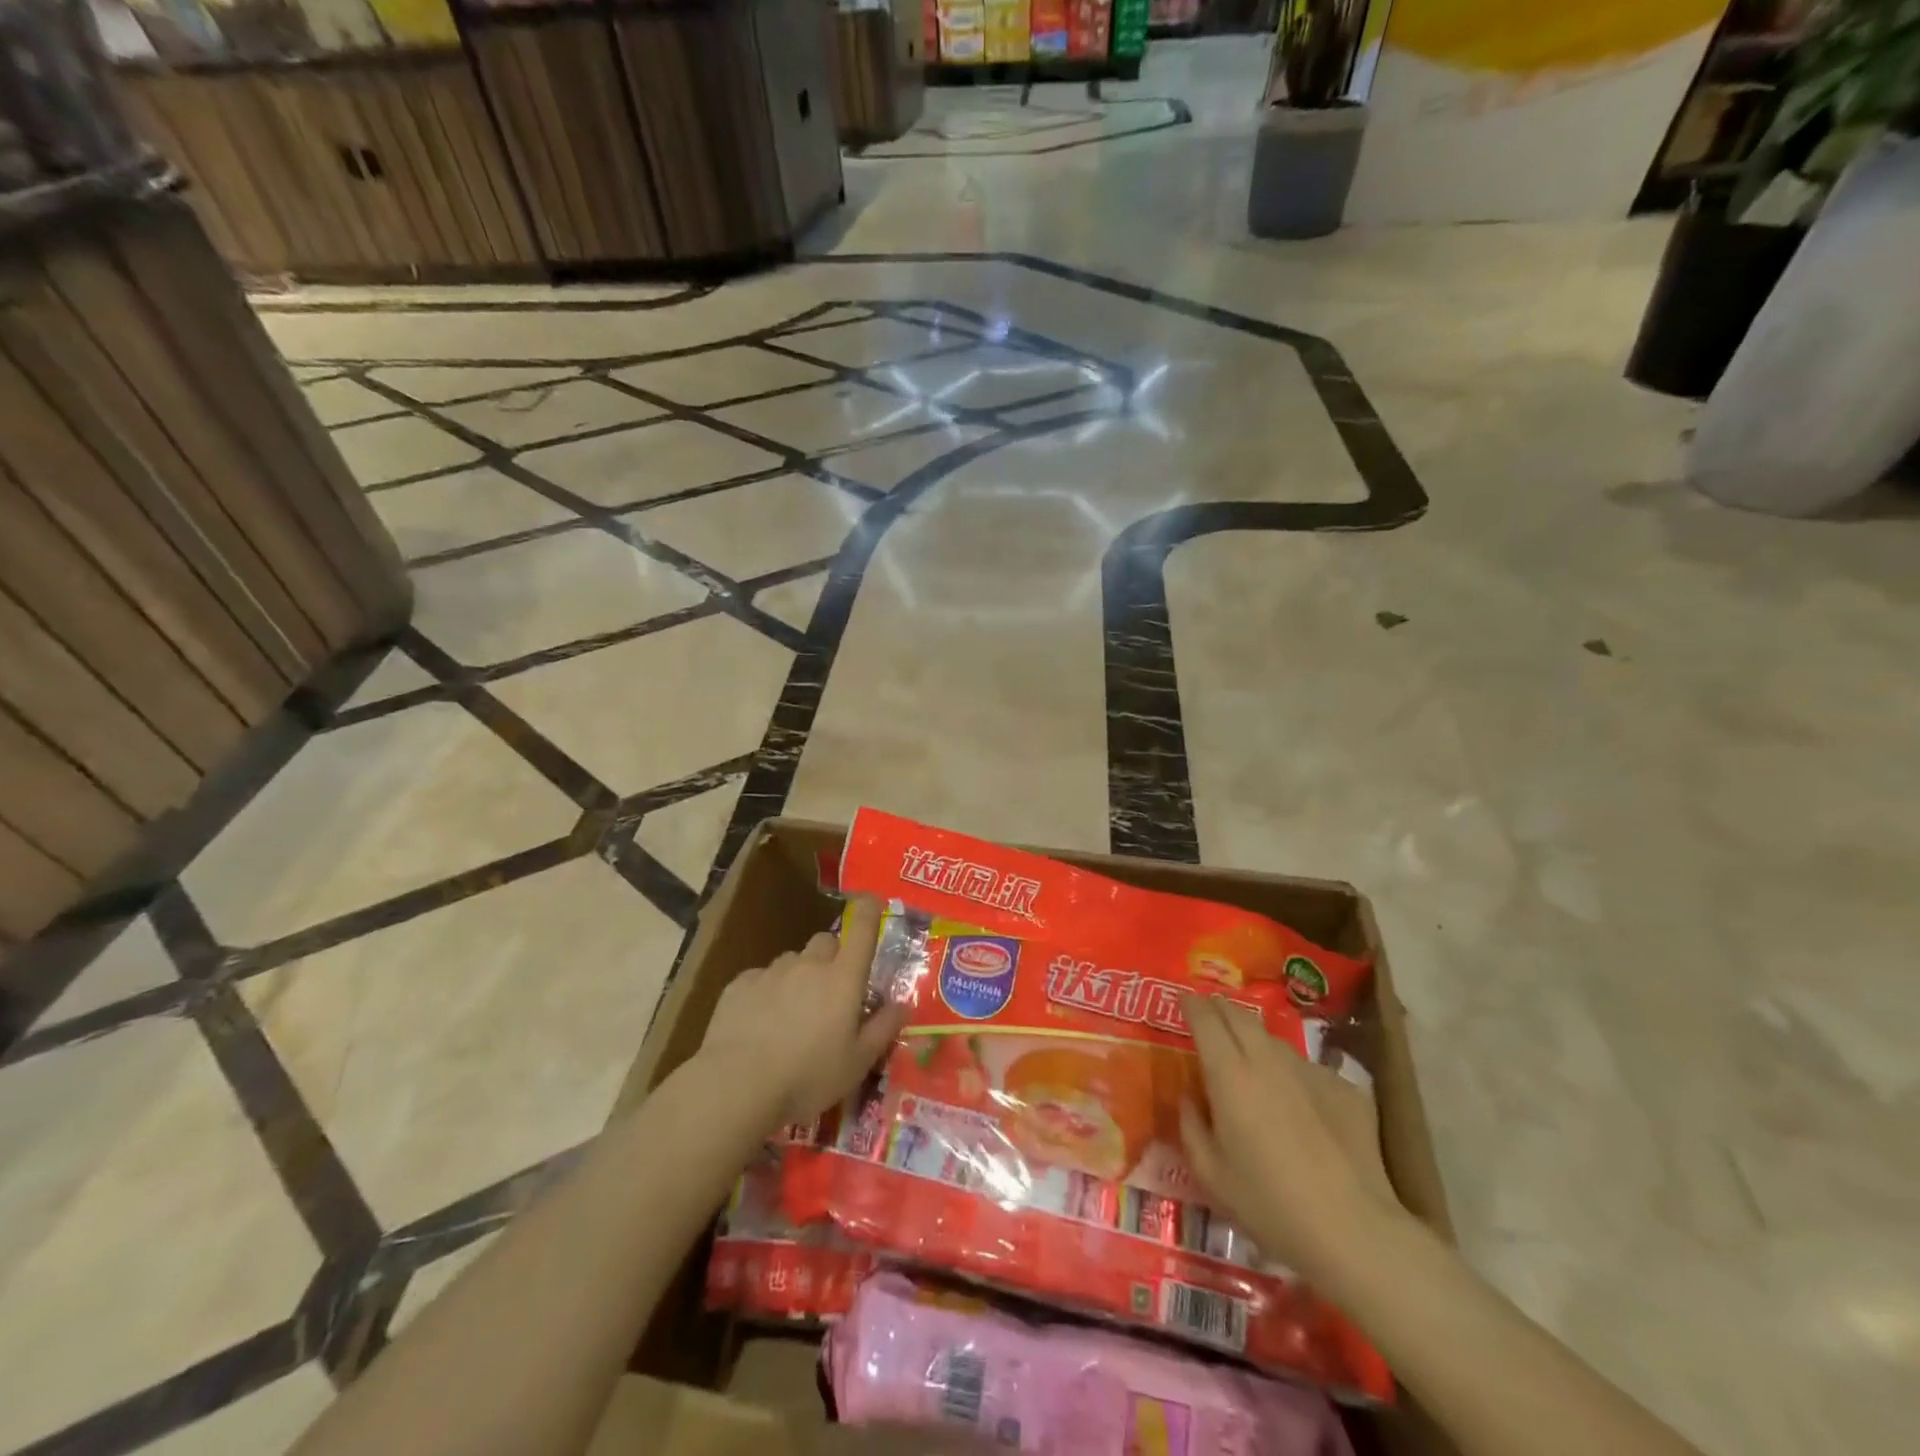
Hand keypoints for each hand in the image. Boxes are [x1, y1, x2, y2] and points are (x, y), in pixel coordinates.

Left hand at [696, 897, 908, 1131]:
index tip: (873, 902)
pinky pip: (761, 978)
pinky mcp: (739, 984)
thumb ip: (883, 1028)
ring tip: (792, 1014)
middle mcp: (809, 964)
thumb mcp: (858, 1063)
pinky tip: (759, 1023)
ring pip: (793, 960)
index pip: (863, 929)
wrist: (737, 1086)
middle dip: (832, 957)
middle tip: (831, 992)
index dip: (870, 911)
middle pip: (826, 942)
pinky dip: (767, 992)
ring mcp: (772, 971)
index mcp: (843, 978)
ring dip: (799, 976)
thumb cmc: (808, 1077)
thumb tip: (903, 1004)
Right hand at [1178, 994, 1407, 1283]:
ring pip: (1275, 1041)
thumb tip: (1189, 1098)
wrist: (1354, 1231)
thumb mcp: (1211, 1175)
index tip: (1182, 1000)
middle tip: (1209, 1012)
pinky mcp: (1344, 1088)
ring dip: (1256, 1040)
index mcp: (1229, 1074)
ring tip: (1250, 1058)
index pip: (1206, 1019)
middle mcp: (1268, 1060)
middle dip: (1220, 1007)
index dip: (1191, 1004)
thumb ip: (1191, 1127)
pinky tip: (1298, 1104)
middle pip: (1240, 1015)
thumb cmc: (1270, 1205)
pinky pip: (1309, 1069)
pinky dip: (1293, 1075)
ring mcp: (1310, 1071)